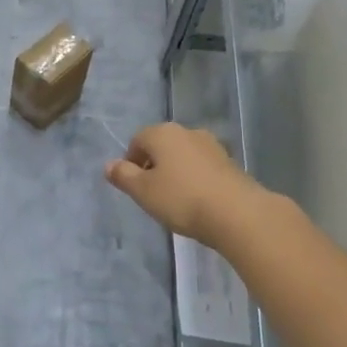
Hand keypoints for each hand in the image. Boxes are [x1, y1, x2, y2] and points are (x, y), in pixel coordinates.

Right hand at [105, 123, 265, 247]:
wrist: (237, 213)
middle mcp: (188, 132)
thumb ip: (123, 176)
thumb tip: (109, 165)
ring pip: (183, 156)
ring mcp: (212, 146)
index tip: (133, 186)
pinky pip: (202, 167)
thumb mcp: (143, 191)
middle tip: (151, 194)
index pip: (137, 140)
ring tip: (175, 200)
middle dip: (154, 166)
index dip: (131, 162)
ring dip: (175, 172)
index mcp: (163, 133)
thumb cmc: (181, 199)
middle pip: (162, 146)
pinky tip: (197, 201)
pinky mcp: (230, 163)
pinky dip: (195, 179)